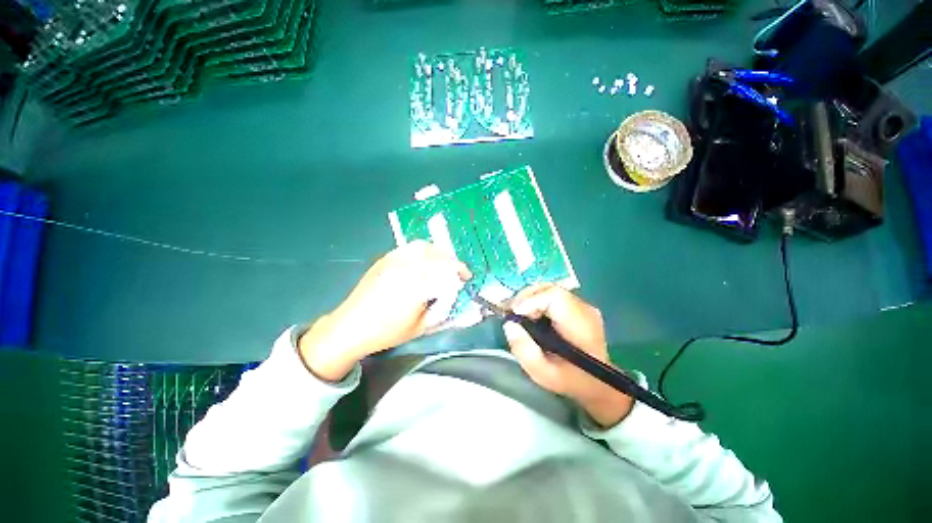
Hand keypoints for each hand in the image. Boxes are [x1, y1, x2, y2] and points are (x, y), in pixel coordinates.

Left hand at [300, 241, 470, 380]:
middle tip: (457, 272)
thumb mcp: (420, 327)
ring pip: (423, 247)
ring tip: (442, 264)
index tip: (466, 278)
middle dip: (451, 262)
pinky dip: (423, 251)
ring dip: (438, 254)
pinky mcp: (385, 259)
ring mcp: (393, 260)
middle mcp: (405, 268)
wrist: (350, 326)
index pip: (446, 271)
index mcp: (415, 286)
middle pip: (437, 256)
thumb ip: (442, 310)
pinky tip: (424, 261)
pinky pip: (409, 248)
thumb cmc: (386, 332)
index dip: (460, 272)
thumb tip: (455, 294)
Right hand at [504, 283, 632, 426]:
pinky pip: (553, 294)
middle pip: (551, 289)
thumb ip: (524, 350)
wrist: (596, 382)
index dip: (531, 301)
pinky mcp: (577, 305)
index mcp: (580, 326)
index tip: (515, 315)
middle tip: (512, 314)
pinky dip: (537, 300)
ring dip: (530, 298)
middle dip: (527, 298)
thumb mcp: (542, 373)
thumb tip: (510, 324)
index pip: (555, 297)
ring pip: (550, 289)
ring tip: (519, 313)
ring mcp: (583, 305)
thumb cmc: (569, 380)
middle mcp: (585, 309)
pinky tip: (530, 313)